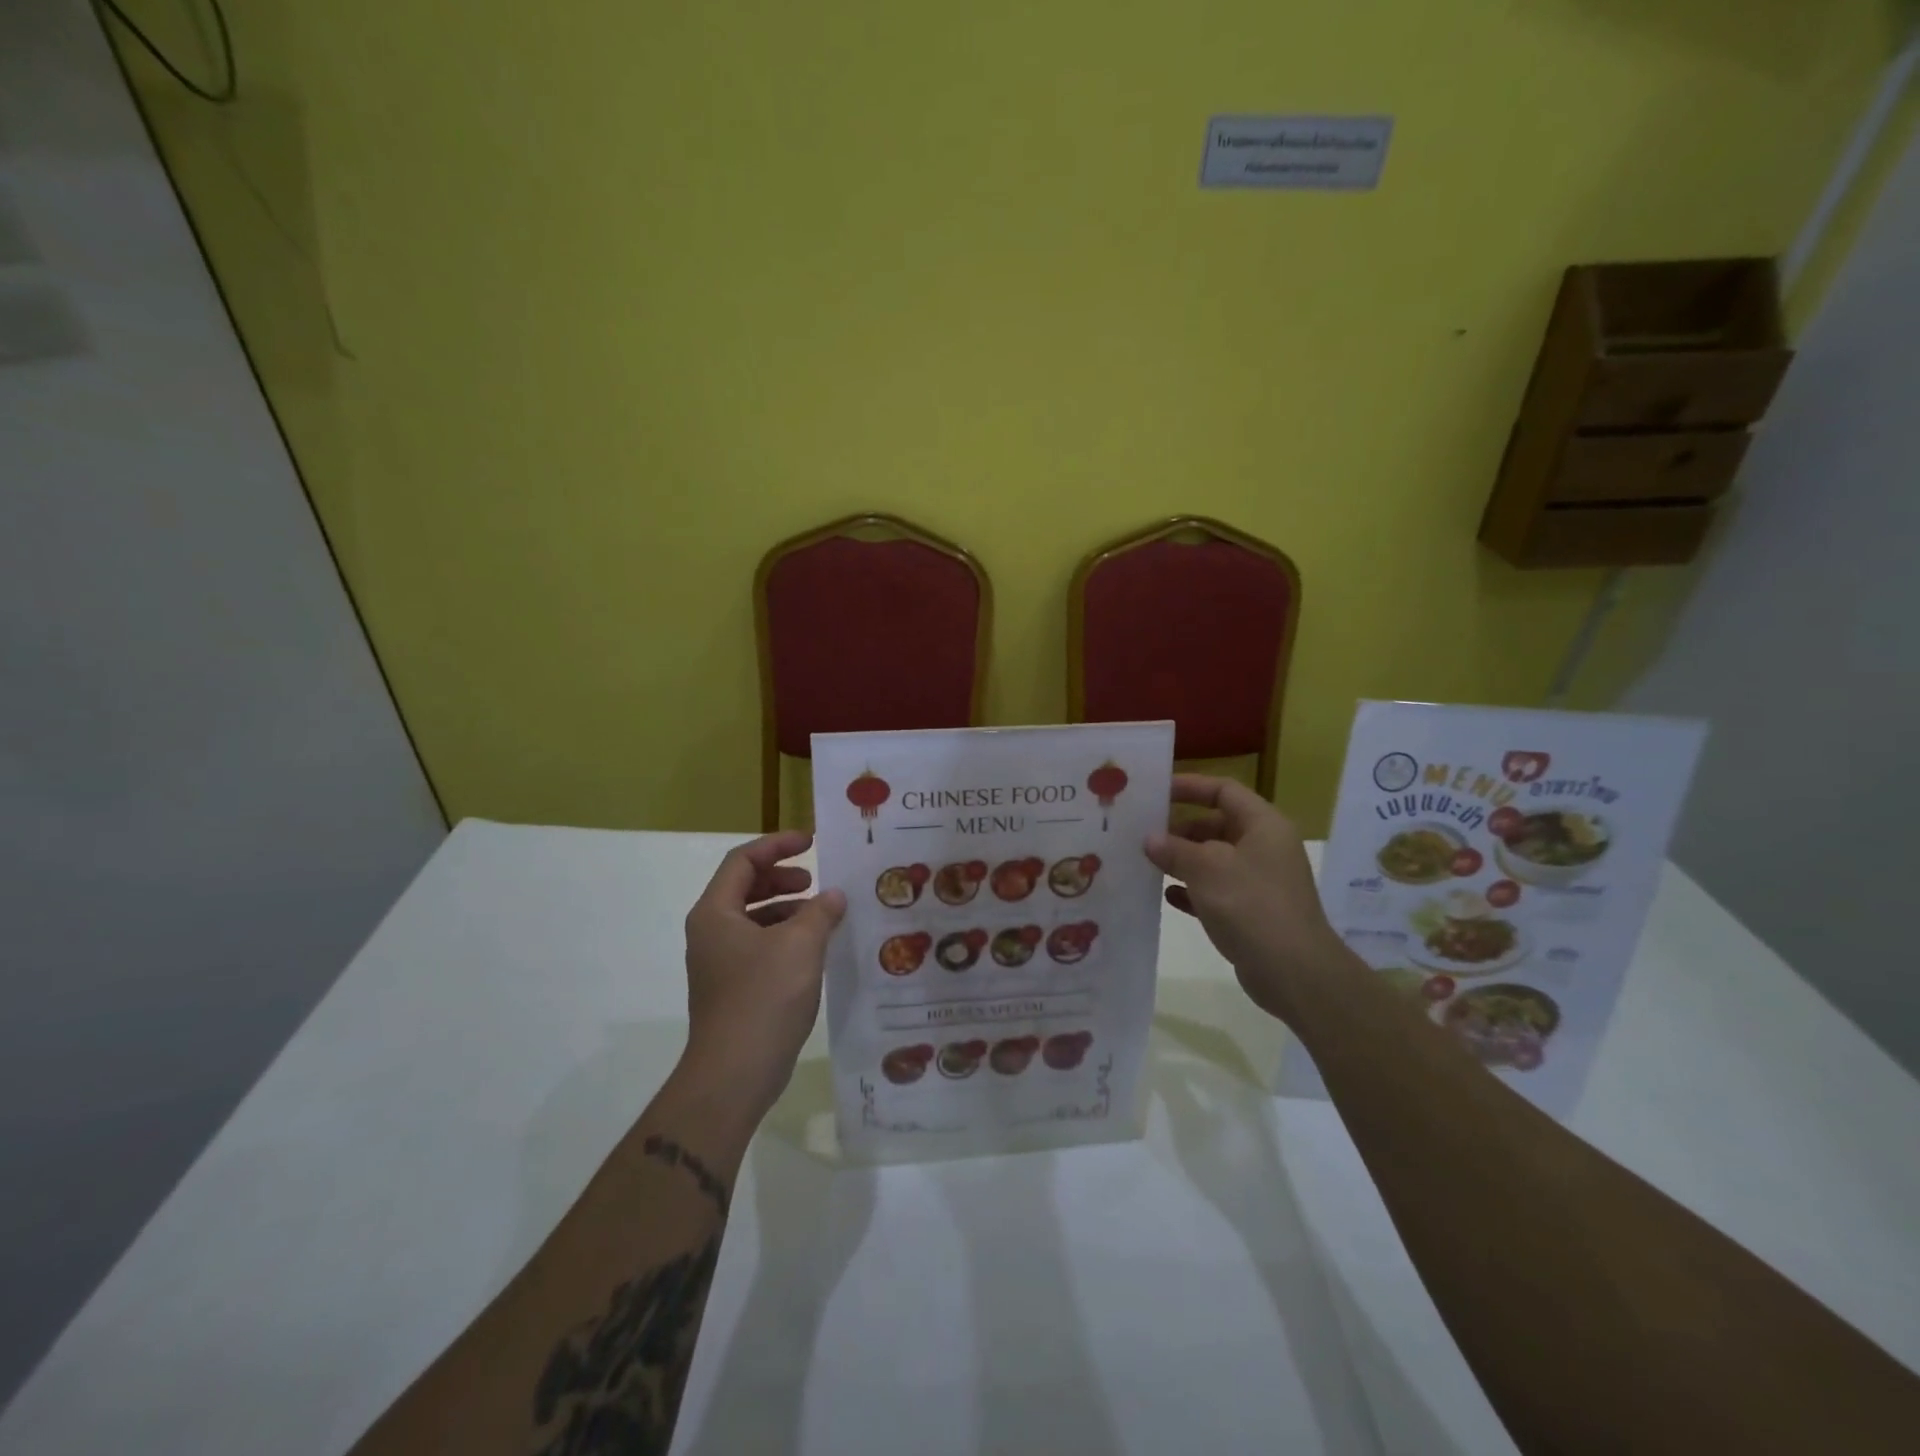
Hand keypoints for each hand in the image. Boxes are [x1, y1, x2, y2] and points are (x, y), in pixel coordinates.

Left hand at [679, 831, 846, 1118]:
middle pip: (745, 886)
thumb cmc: (764, 997)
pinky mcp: (733, 988)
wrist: (734, 1074)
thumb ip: (819, 911)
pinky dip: (786, 937)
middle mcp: (711, 932)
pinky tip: (815, 949)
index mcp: (716, 913)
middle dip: (782, 876)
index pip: (743, 860)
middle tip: (816, 880)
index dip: (777, 845)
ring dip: (787, 908)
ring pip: (754, 918)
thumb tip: (833, 896)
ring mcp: (720, 962)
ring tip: (822, 914)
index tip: (812, 842)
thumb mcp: (800, 945)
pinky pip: (760, 946)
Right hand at [1144, 774, 1353, 1023]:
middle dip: (1179, 828)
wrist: (1294, 972)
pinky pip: (1216, 890)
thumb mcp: (1206, 869)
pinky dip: (1193, 890)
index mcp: (1263, 825)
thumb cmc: (1251, 905)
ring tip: (1146, 863)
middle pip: (1217, 824)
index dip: (1190, 786)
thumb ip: (1174, 849)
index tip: (1155, 792)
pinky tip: (1167, 896)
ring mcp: (1260, 881)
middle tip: (1142, 833)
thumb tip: (1150, 839)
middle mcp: (1265, 847)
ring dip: (1182, 860)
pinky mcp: (1252, 912)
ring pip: (1214, 859)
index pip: (1224, 790)